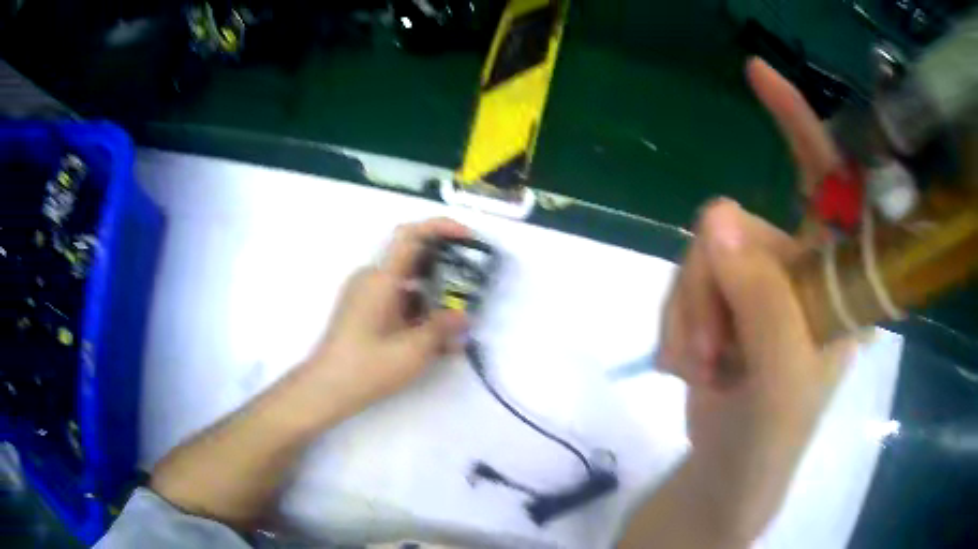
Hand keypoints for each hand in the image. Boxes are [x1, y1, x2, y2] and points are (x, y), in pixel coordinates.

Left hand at [303, 218, 469, 414]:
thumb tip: (465, 315)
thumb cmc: (368, 366)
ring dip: (435, 297)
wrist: (328, 389)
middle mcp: (372, 279)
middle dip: (446, 269)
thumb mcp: (413, 350)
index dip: (441, 228)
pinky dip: (420, 314)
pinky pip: (398, 303)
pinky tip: (440, 340)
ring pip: (409, 285)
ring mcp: (367, 296)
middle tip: (472, 284)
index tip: (468, 237)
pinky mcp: (365, 313)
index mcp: (381, 279)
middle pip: (413, 260)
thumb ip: (443, 328)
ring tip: (461, 320)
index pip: (411, 235)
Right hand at [658, 59, 854, 540]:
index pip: (827, 182)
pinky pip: (682, 283)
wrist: (728, 472)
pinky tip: (692, 365)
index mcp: (834, 279)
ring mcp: (757, 284)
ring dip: (692, 316)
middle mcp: (799, 268)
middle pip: (738, 227)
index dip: (798, 124)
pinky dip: (678, 326)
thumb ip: (764, 302)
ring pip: (702, 257)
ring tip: (705, 368)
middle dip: (715, 288)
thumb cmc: (772, 438)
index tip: (757, 75)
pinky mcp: (720, 302)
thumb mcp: (782, 380)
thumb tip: (716, 219)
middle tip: (717, 351)